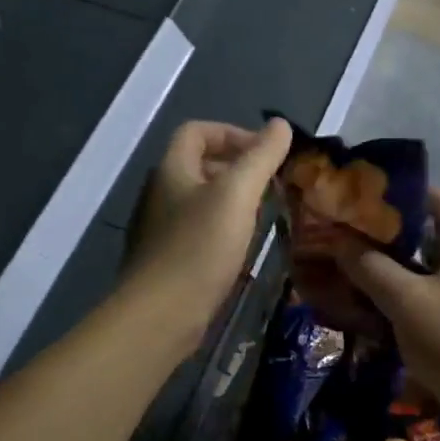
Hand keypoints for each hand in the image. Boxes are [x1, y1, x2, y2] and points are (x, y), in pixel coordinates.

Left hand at [125, 119, 291, 330]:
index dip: (232, 133)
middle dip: (236, 167)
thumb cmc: (199, 247)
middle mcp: (159, 192)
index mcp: (171, 169)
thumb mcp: (237, 194)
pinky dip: (221, 229)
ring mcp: (159, 228)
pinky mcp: (165, 259)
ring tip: (260, 216)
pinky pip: (196, 230)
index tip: (264, 154)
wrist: (160, 315)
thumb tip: (281, 125)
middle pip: (198, 164)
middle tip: (269, 185)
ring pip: (199, 199)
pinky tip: (240, 249)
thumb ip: (260, 157)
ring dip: (231, 200)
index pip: (197, 131)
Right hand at [337, 189, 439, 404]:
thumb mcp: (405, 301)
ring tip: (368, 273)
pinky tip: (390, 313)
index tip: (377, 196)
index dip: (414, 192)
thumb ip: (372, 269)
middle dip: (401, 235)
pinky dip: (417, 297)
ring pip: (439, 272)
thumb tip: (341, 241)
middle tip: (362, 237)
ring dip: (406, 270)